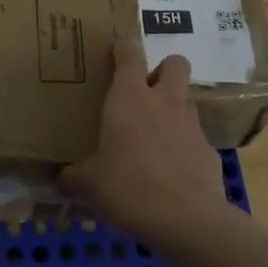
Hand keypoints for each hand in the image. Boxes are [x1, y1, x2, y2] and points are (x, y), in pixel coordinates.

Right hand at [61, 40, 227, 235]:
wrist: (185, 218)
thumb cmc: (127, 187)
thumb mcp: (89, 183)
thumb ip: (73, 176)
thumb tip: (58, 178)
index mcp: (129, 98)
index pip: (129, 54)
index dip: (122, 48)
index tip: (114, 51)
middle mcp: (164, 102)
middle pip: (175, 63)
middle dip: (163, 69)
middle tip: (145, 90)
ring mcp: (191, 125)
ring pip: (187, 99)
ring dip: (174, 107)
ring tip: (155, 133)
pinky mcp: (209, 151)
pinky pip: (195, 137)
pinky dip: (183, 145)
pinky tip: (171, 169)